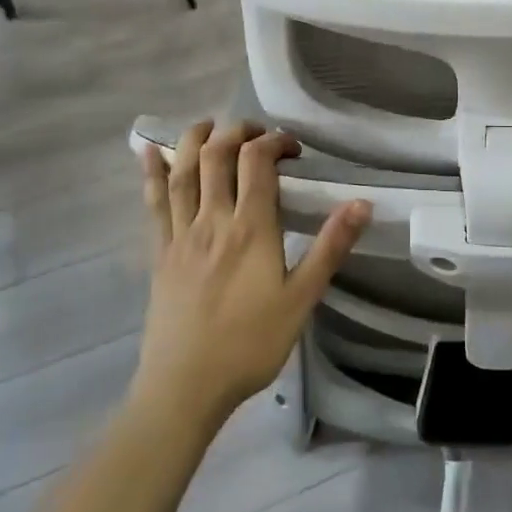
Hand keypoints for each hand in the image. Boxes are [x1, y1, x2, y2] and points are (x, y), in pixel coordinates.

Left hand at [135, 121, 370, 428]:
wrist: (185, 387)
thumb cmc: (250, 345)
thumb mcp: (301, 299)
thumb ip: (330, 248)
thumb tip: (361, 203)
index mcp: (250, 229)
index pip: (258, 163)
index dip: (274, 141)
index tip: (293, 148)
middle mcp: (212, 220)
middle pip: (217, 156)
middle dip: (236, 131)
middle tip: (255, 132)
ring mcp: (180, 235)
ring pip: (183, 172)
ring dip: (194, 139)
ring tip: (208, 124)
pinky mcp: (159, 253)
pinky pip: (153, 203)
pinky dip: (152, 173)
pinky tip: (150, 153)